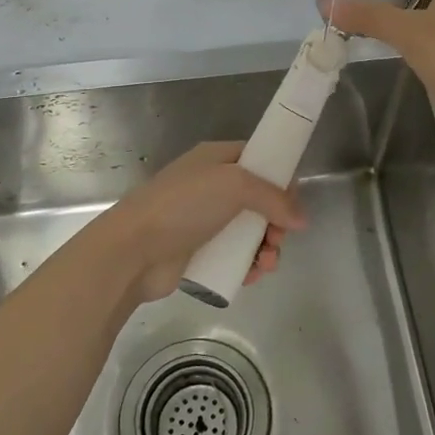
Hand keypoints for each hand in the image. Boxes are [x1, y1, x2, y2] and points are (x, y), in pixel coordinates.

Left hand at [100, 141, 305, 302]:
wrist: (133, 249)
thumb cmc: (183, 205)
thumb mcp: (234, 185)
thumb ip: (273, 197)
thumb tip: (302, 219)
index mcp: (216, 159)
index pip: (258, 160)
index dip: (280, 178)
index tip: (293, 201)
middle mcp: (211, 186)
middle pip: (259, 200)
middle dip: (277, 221)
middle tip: (279, 238)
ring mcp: (204, 220)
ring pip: (249, 231)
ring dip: (266, 248)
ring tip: (266, 264)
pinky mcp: (198, 252)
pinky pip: (234, 256)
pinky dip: (248, 266)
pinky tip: (252, 276)